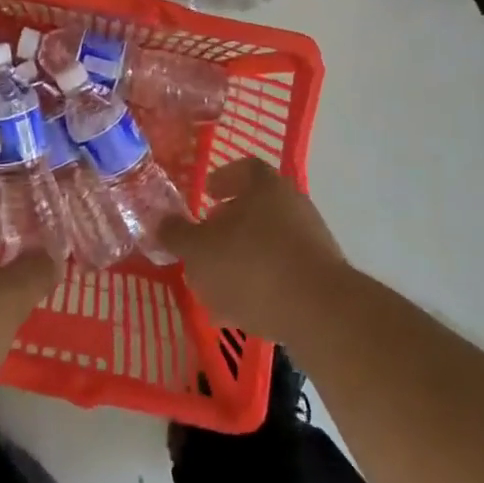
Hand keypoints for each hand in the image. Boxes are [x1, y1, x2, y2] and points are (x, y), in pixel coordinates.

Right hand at [157, 158, 346, 344]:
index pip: (245, 169)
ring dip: (244, 258)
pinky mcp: (323, 277)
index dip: (223, 179)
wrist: (320, 313)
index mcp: (265, 186)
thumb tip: (160, 220)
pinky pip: (285, 272)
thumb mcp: (200, 251)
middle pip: (257, 207)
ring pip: (269, 242)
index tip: (207, 193)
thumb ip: (178, 235)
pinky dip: (263, 284)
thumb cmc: (252, 266)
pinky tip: (244, 310)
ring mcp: (312, 240)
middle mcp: (293, 204)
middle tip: (207, 243)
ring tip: (218, 286)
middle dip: (230, 224)